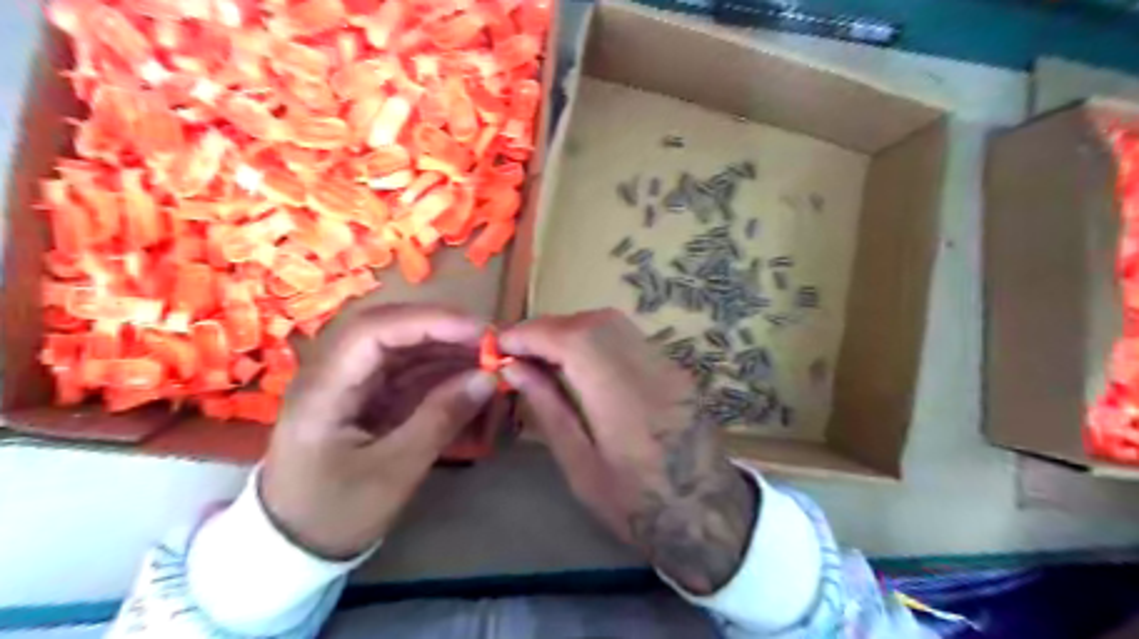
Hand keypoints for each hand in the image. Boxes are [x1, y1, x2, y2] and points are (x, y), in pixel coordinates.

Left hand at [264, 306, 498, 561]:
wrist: (294, 547)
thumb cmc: (336, 513)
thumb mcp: (393, 472)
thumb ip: (440, 419)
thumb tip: (488, 378)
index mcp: (323, 388)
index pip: (374, 331)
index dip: (429, 323)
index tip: (479, 333)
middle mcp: (332, 373)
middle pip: (389, 329)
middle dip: (442, 329)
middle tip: (490, 341)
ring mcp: (349, 383)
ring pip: (401, 347)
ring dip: (445, 347)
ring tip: (488, 356)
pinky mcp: (365, 396)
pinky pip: (406, 371)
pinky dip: (439, 370)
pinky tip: (468, 374)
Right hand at [505, 309, 752, 593]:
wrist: (705, 512)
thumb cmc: (635, 504)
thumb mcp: (580, 467)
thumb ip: (548, 409)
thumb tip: (513, 368)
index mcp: (623, 402)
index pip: (574, 340)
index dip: (533, 332)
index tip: (501, 344)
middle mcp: (650, 371)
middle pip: (594, 322)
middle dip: (549, 327)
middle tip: (520, 350)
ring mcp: (668, 366)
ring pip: (613, 323)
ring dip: (572, 329)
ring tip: (544, 354)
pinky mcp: (674, 367)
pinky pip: (628, 336)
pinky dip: (595, 336)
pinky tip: (580, 361)